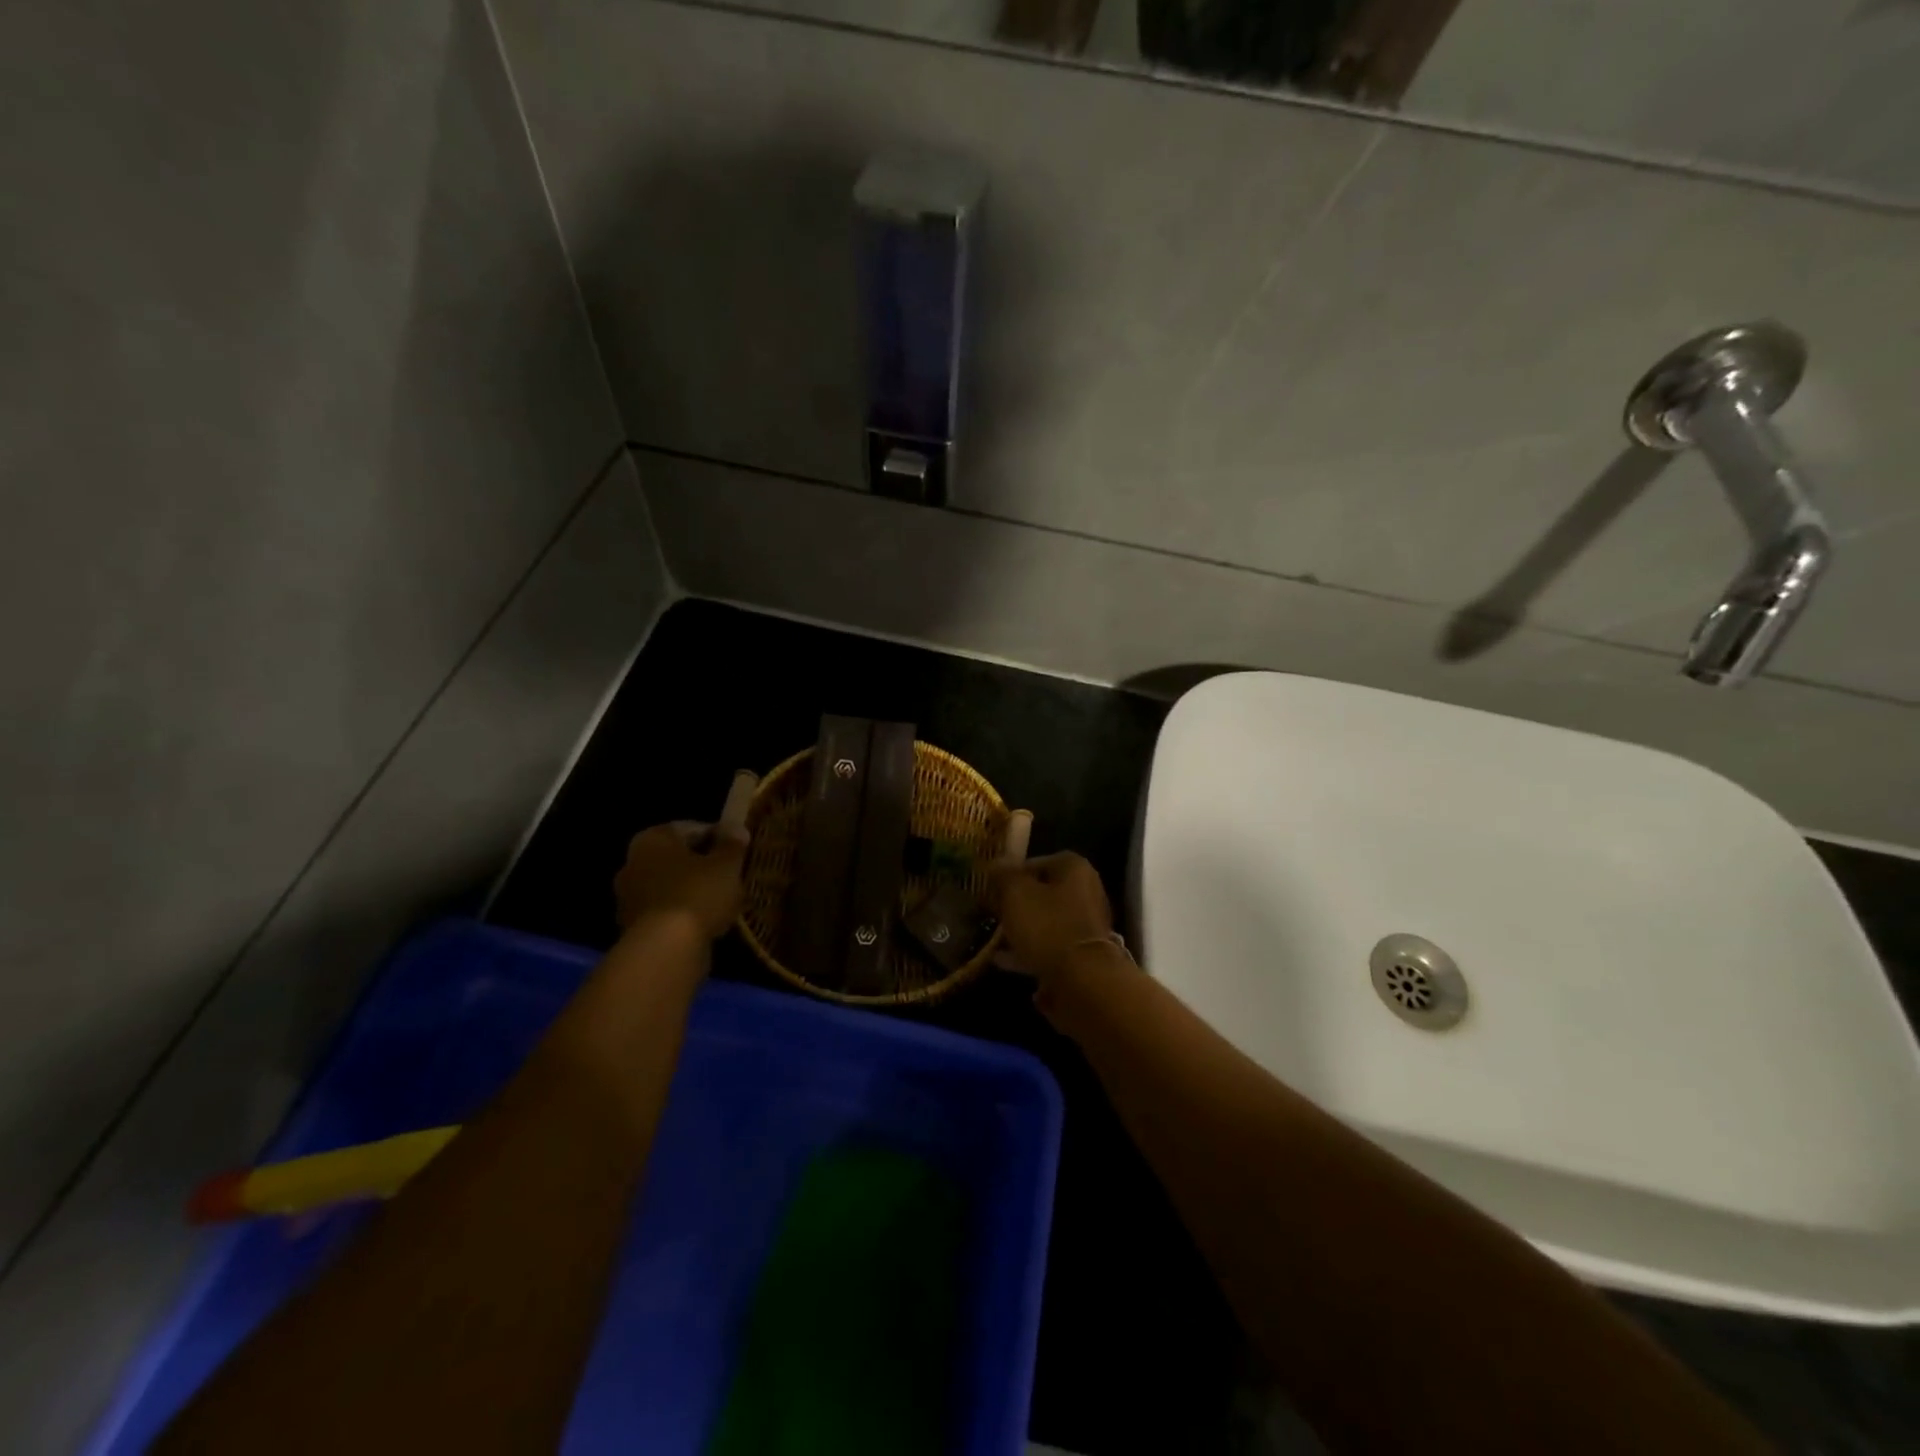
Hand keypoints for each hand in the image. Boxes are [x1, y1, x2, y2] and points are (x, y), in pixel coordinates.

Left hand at [614, 822, 747, 940]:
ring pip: (670, 886)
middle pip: (676, 858)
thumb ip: (732, 844)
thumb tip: (735, 828)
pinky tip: (707, 923)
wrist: (666, 949)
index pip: (690, 828)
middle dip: (701, 865)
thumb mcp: (726, 864)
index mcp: (652, 839)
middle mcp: (632, 863)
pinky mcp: (633, 928)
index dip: (717, 836)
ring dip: (692, 891)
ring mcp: (628, 898)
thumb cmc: (697, 893)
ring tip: (722, 901)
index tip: (737, 849)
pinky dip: (683, 914)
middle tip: (730, 875)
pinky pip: (665, 912)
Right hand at [989, 852, 1115, 984]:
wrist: (1082, 978)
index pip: (1037, 862)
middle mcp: (1087, 891)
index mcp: (1074, 869)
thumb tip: (996, 862)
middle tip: (994, 913)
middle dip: (1017, 904)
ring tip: (995, 940)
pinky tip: (1004, 961)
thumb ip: (1004, 875)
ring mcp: (1088, 924)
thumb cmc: (1047, 925)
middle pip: (1043, 892)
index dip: (1012, 874)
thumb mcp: (1016, 894)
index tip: (992, 888)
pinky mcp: (1084, 954)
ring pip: (1047, 921)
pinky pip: (1051, 947)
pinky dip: (1030, 951)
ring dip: (1023, 929)